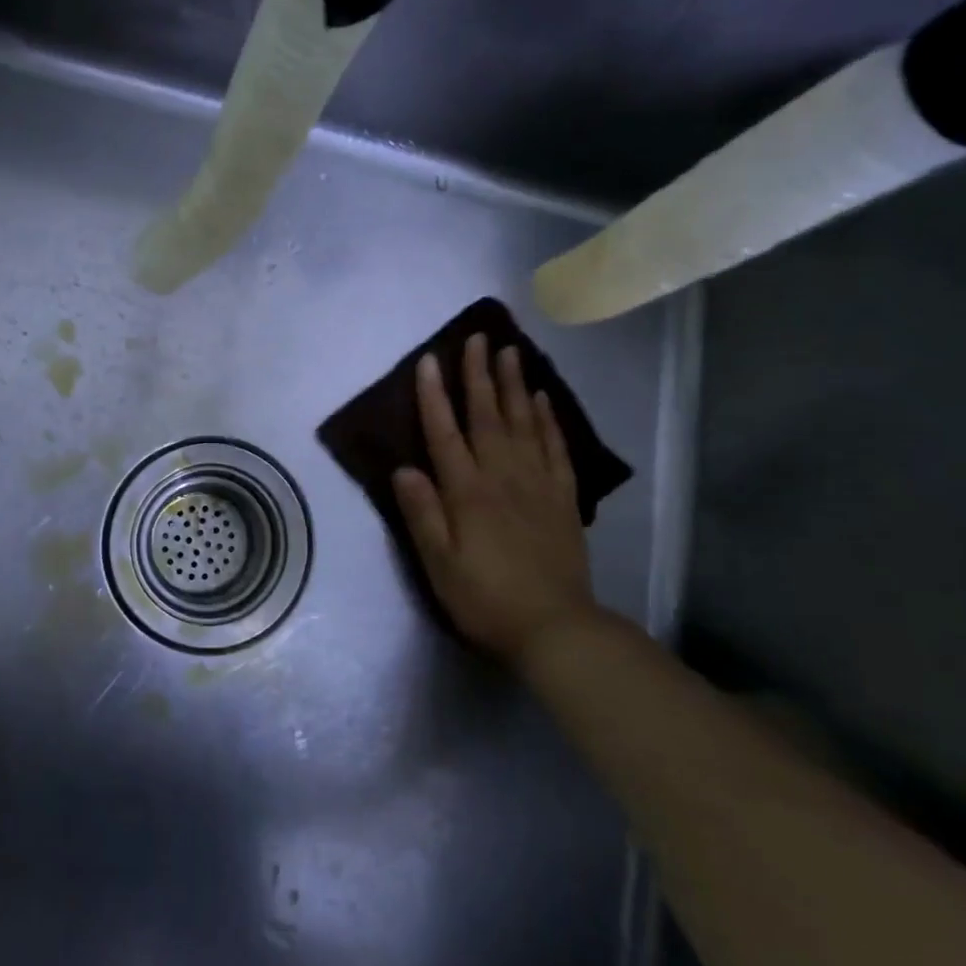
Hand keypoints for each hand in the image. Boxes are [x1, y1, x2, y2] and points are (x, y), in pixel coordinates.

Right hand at [392, 334, 602, 668]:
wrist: (555, 628)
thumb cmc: (486, 598)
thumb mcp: (439, 565)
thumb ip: (422, 514)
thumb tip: (403, 468)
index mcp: (468, 492)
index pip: (445, 434)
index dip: (434, 396)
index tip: (430, 360)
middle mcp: (503, 477)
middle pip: (488, 416)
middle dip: (480, 375)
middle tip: (478, 337)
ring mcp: (537, 484)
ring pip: (524, 422)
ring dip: (515, 385)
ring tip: (511, 351)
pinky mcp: (562, 498)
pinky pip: (556, 447)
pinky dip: (549, 420)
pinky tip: (544, 399)